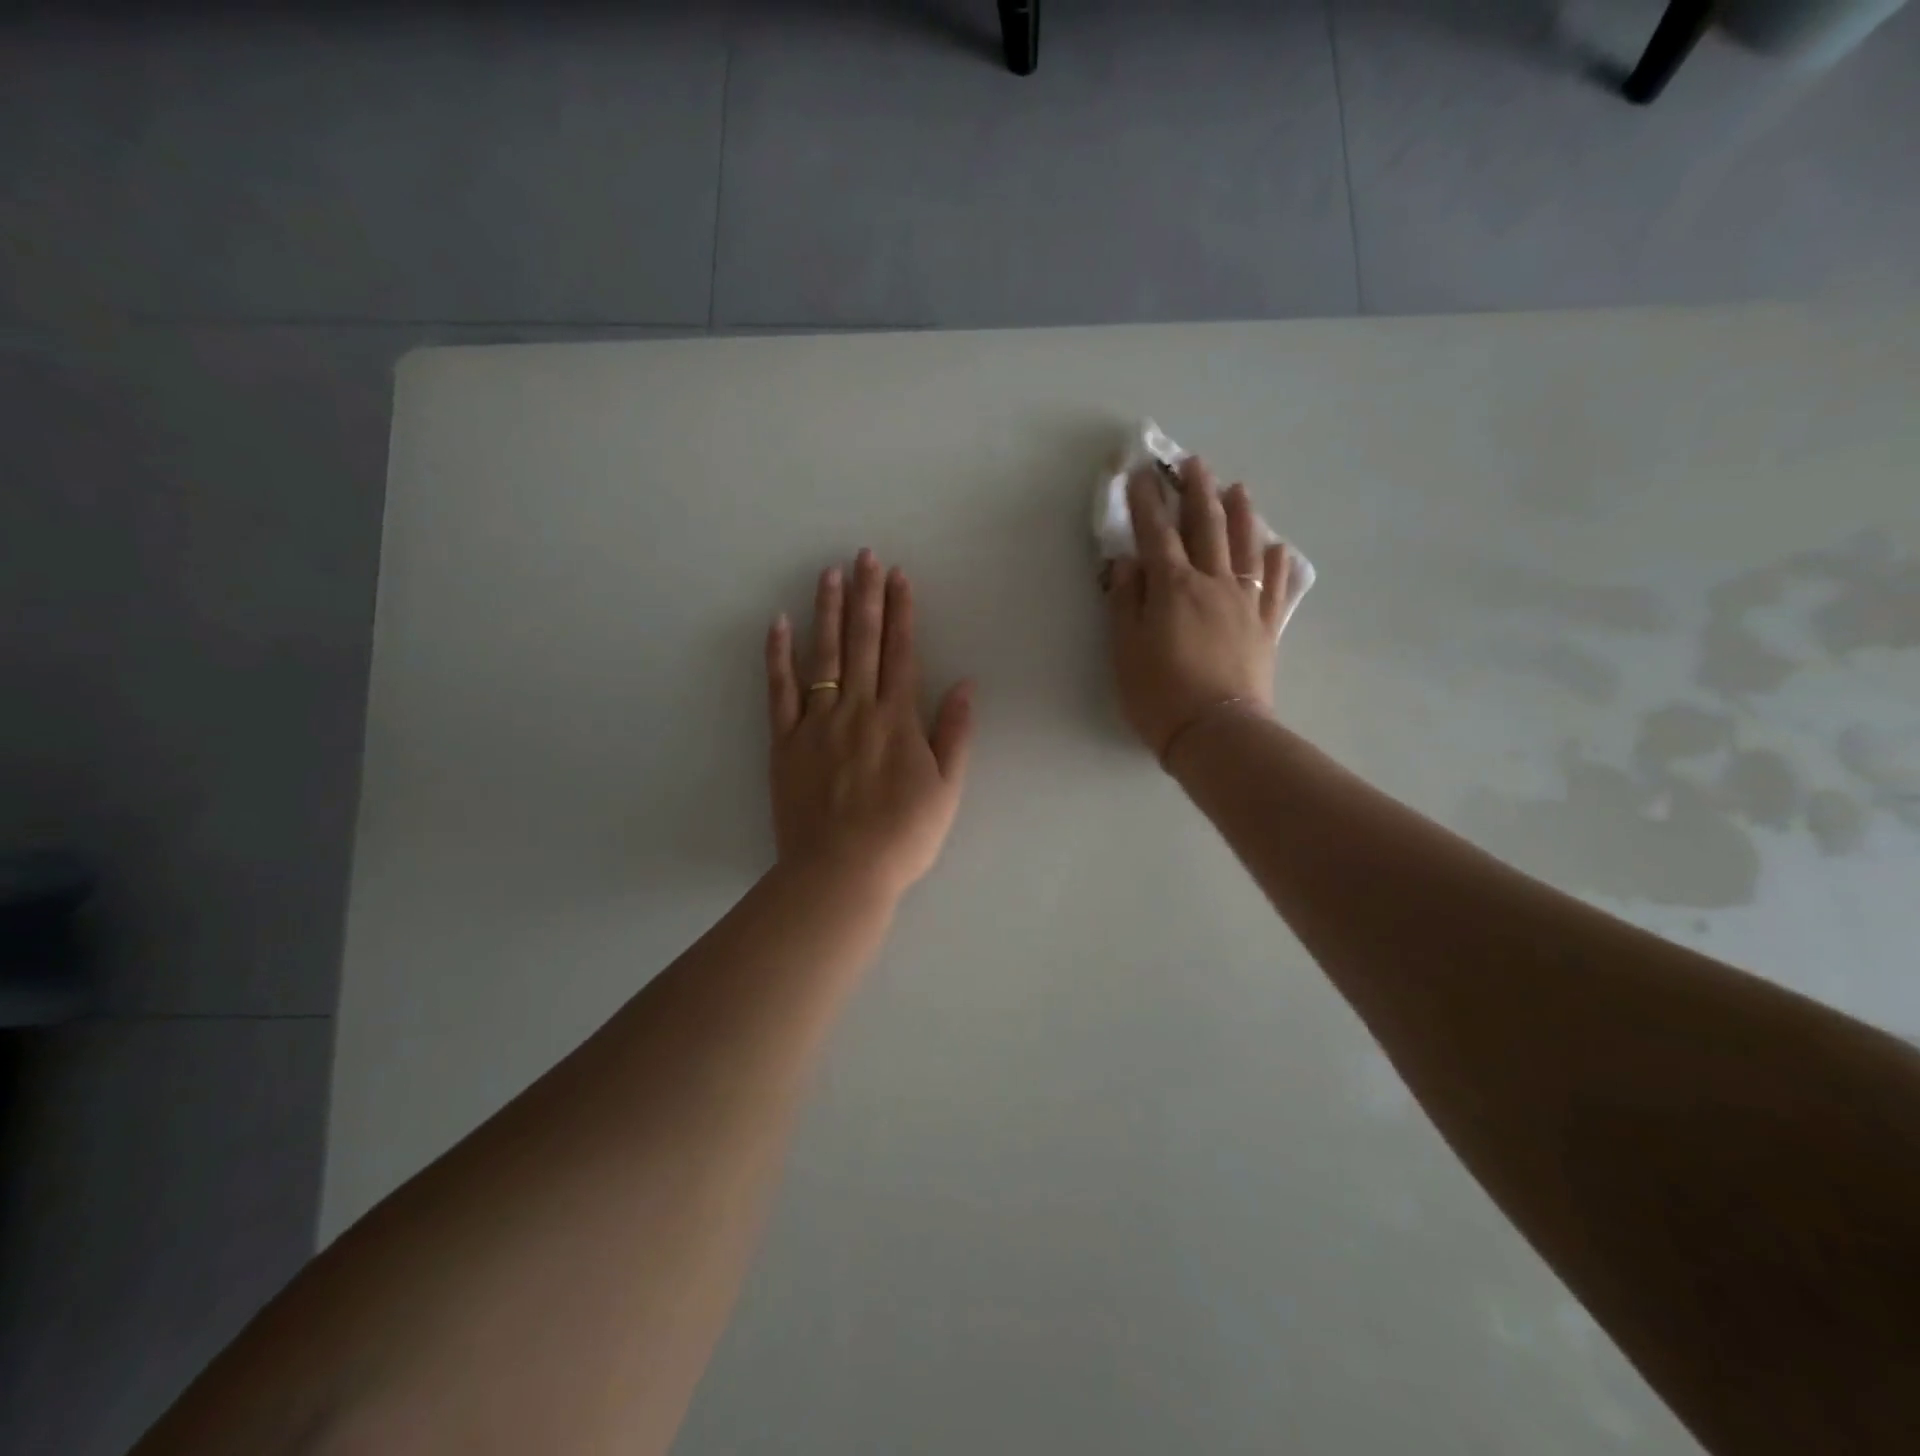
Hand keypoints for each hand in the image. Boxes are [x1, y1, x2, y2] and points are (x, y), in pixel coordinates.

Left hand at [766, 550, 974, 902]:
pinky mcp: (785, 741)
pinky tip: (778, 623)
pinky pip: (780, 690)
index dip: (902, 612)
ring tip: (829, 573)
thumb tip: (964, 685)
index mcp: (898, 719)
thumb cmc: (902, 836)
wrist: (842, 871)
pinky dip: (778, 656)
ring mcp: (817, 722)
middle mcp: (858, 709)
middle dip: (866, 596)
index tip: (899, 576)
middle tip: (864, 555)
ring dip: (827, 611)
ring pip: (823, 655)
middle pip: (863, 642)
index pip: (901, 652)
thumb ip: (954, 734)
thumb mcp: (947, 790)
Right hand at [1104, 458, 1293, 761]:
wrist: (1216, 732)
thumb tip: (1126, 562)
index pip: (1156, 534)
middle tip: (1193, 463)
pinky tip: (1275, 547)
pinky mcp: (1266, 626)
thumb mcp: (1125, 649)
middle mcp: (1212, 583)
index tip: (1139, 475)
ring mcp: (1244, 603)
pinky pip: (1273, 585)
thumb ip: (1124, 601)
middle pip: (1206, 527)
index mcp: (1172, 587)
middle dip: (1196, 492)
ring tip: (1237, 488)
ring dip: (1240, 513)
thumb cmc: (1159, 694)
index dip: (1145, 503)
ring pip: (1244, 546)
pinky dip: (1274, 562)